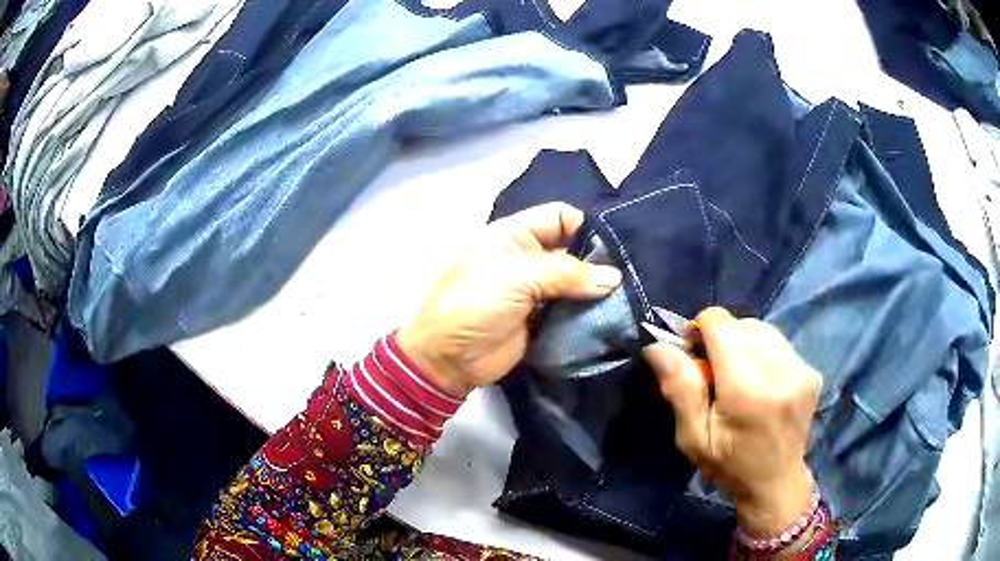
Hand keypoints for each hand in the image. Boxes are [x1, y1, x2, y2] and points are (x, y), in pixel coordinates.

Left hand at [397, 203, 621, 396]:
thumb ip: (566, 273)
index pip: (559, 217)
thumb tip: (614, 277)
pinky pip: (572, 310)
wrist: (449, 360)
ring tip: (628, 296)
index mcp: (513, 235)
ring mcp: (536, 290)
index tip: (616, 246)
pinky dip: (589, 312)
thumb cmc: (475, 304)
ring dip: (596, 289)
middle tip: (630, 275)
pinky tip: (614, 315)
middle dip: (598, 261)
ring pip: (576, 282)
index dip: (586, 226)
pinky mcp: (542, 319)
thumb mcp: (517, 278)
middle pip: (572, 250)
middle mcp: (527, 258)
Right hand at [643, 307, 821, 537]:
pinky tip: (760, 380)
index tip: (692, 352)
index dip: (700, 329)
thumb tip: (658, 347)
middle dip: (721, 338)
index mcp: (747, 390)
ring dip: (743, 343)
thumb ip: (680, 390)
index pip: (721, 324)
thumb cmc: (729, 465)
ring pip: (762, 329)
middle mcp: (780, 371)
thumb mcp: (693, 438)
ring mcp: (801, 369)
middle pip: (741, 324)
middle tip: (713, 371)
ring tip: (737, 376)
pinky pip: (779, 343)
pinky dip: (763, 352)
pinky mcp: (812, 371)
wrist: (777, 482)